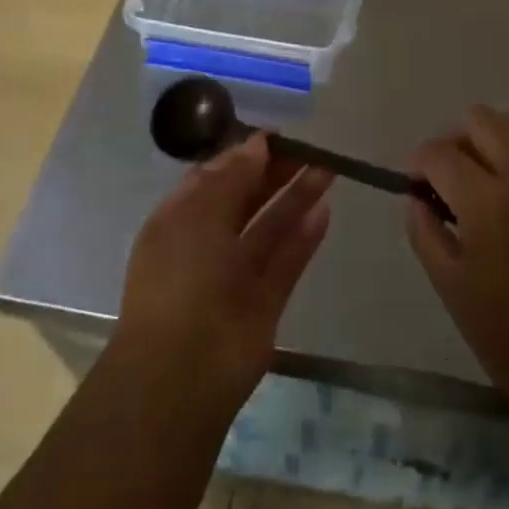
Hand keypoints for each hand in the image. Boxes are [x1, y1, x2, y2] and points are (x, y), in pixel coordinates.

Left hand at [116, 134, 332, 410]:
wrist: (183, 372)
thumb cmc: (182, 276)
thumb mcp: (200, 212)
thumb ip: (233, 176)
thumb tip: (258, 144)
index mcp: (180, 219)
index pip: (214, 177)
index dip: (243, 154)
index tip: (276, 135)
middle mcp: (207, 243)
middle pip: (245, 198)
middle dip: (275, 171)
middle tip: (310, 147)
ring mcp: (236, 275)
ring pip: (270, 226)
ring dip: (296, 197)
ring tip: (328, 168)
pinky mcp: (264, 302)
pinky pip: (286, 260)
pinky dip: (304, 236)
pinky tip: (325, 210)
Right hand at [407, 107, 508, 433]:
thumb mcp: (451, 288)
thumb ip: (425, 231)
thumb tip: (415, 196)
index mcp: (489, 204)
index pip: (441, 153)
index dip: (419, 162)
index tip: (414, 183)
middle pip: (481, 119)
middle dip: (454, 140)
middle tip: (446, 179)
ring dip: (486, 142)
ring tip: (478, 185)